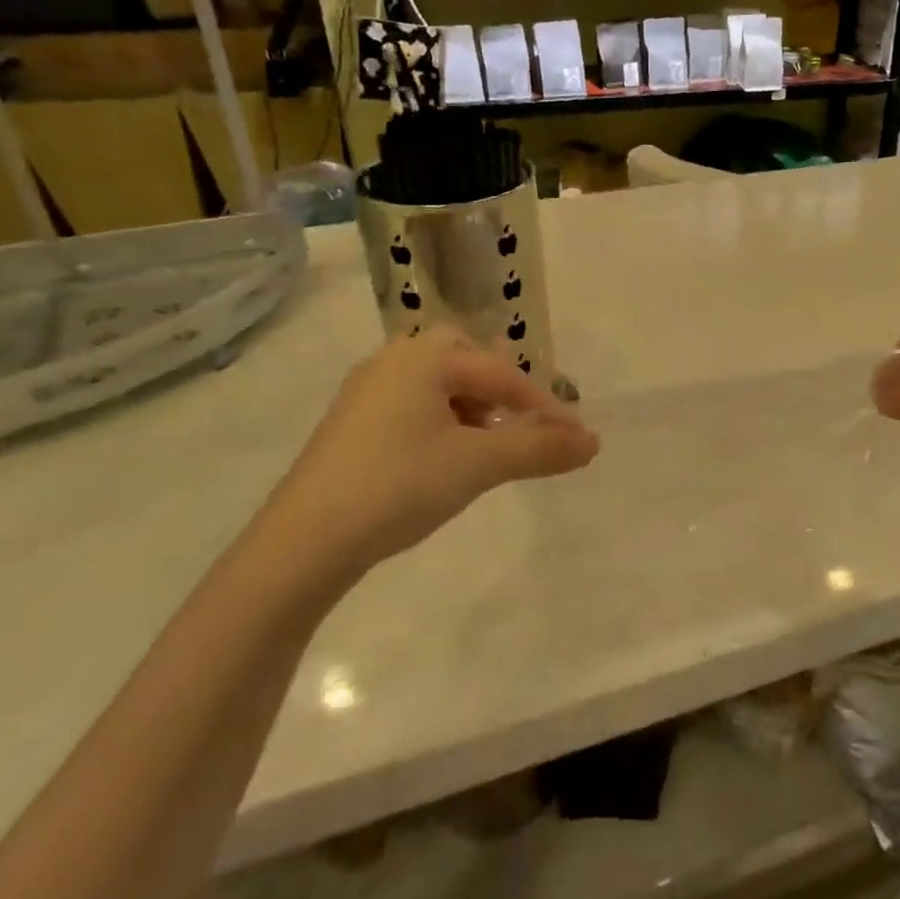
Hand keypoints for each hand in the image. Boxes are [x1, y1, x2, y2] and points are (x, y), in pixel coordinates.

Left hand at [253, 328, 598, 591]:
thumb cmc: (399, 486)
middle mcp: (393, 361)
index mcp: (424, 358)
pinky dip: (444, 422)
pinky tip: (447, 457)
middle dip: (502, 390)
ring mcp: (368, 391)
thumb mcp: (478, 465)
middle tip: (523, 424)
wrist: (305, 541)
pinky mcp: (354, 423)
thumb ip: (539, 449)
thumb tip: (593, 442)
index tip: (575, 437)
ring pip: (439, 384)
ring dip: (474, 406)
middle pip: (466, 359)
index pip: (502, 373)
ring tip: (489, 446)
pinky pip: (415, 406)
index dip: (543, 406)